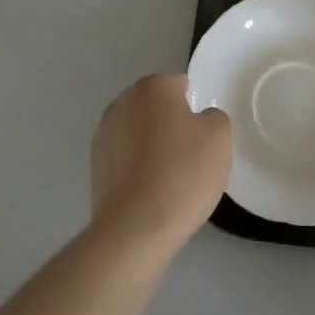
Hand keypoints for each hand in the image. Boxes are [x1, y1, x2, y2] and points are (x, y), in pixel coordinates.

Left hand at [90, 74, 231, 252]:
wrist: (135, 229)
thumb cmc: (182, 173)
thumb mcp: (219, 137)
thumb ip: (214, 116)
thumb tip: (198, 120)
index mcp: (153, 86)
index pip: (180, 85)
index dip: (195, 109)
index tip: (202, 137)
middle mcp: (124, 101)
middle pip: (157, 107)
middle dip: (172, 124)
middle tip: (190, 156)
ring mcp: (104, 133)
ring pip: (139, 132)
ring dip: (153, 146)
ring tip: (170, 179)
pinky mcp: (95, 165)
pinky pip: (126, 157)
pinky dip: (137, 168)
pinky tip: (150, 192)